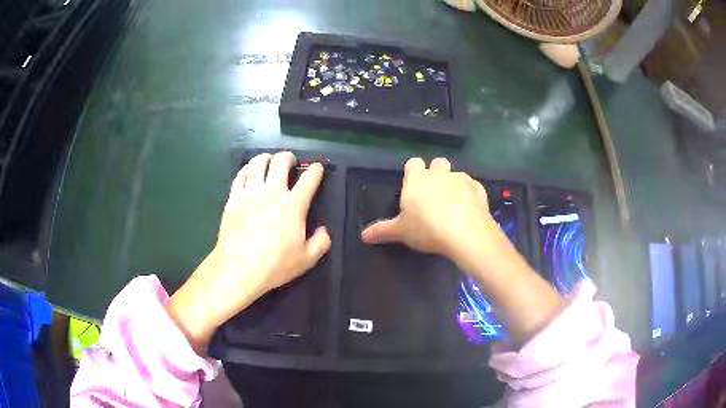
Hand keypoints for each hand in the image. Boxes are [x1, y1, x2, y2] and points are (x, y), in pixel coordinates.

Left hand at [167, 152, 330, 351]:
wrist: (238, 269)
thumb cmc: (274, 265)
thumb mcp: (306, 260)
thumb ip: (321, 243)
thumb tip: (325, 231)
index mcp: (293, 205)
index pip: (309, 179)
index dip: (316, 170)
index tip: (317, 168)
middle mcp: (272, 192)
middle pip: (281, 161)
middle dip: (289, 157)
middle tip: (290, 163)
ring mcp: (250, 193)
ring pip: (258, 162)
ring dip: (267, 158)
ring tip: (269, 162)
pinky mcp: (234, 197)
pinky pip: (241, 175)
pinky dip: (247, 169)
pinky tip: (249, 173)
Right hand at [361, 157, 498, 263]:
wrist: (465, 233)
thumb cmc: (427, 228)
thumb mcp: (401, 231)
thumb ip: (382, 230)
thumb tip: (363, 236)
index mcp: (417, 179)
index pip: (413, 163)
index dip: (413, 172)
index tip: (413, 185)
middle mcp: (440, 173)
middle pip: (438, 162)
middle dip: (436, 173)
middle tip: (433, 194)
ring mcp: (461, 179)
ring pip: (456, 174)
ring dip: (453, 184)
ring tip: (452, 205)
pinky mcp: (479, 189)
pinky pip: (472, 187)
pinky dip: (470, 195)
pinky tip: (469, 210)